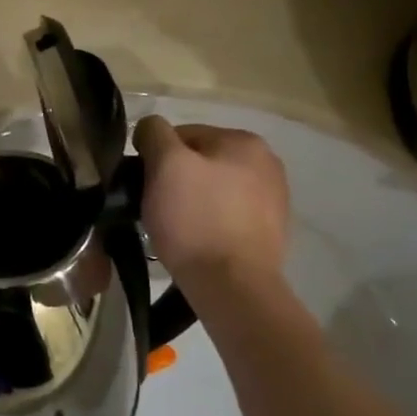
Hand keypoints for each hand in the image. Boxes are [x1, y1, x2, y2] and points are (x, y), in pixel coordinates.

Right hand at [134, 117, 289, 280]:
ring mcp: (273, 200)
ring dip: (191, 202)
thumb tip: (150, 128)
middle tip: (154, 206)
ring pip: (212, 190)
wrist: (232, 287)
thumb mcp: (165, 165)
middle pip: (200, 162)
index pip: (183, 134)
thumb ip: (154, 133)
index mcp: (245, 141)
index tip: (143, 184)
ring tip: (173, 228)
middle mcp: (267, 164)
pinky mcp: (269, 233)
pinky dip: (208, 224)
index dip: (155, 157)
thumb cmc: (196, 219)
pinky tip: (196, 242)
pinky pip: (226, 217)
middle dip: (175, 180)